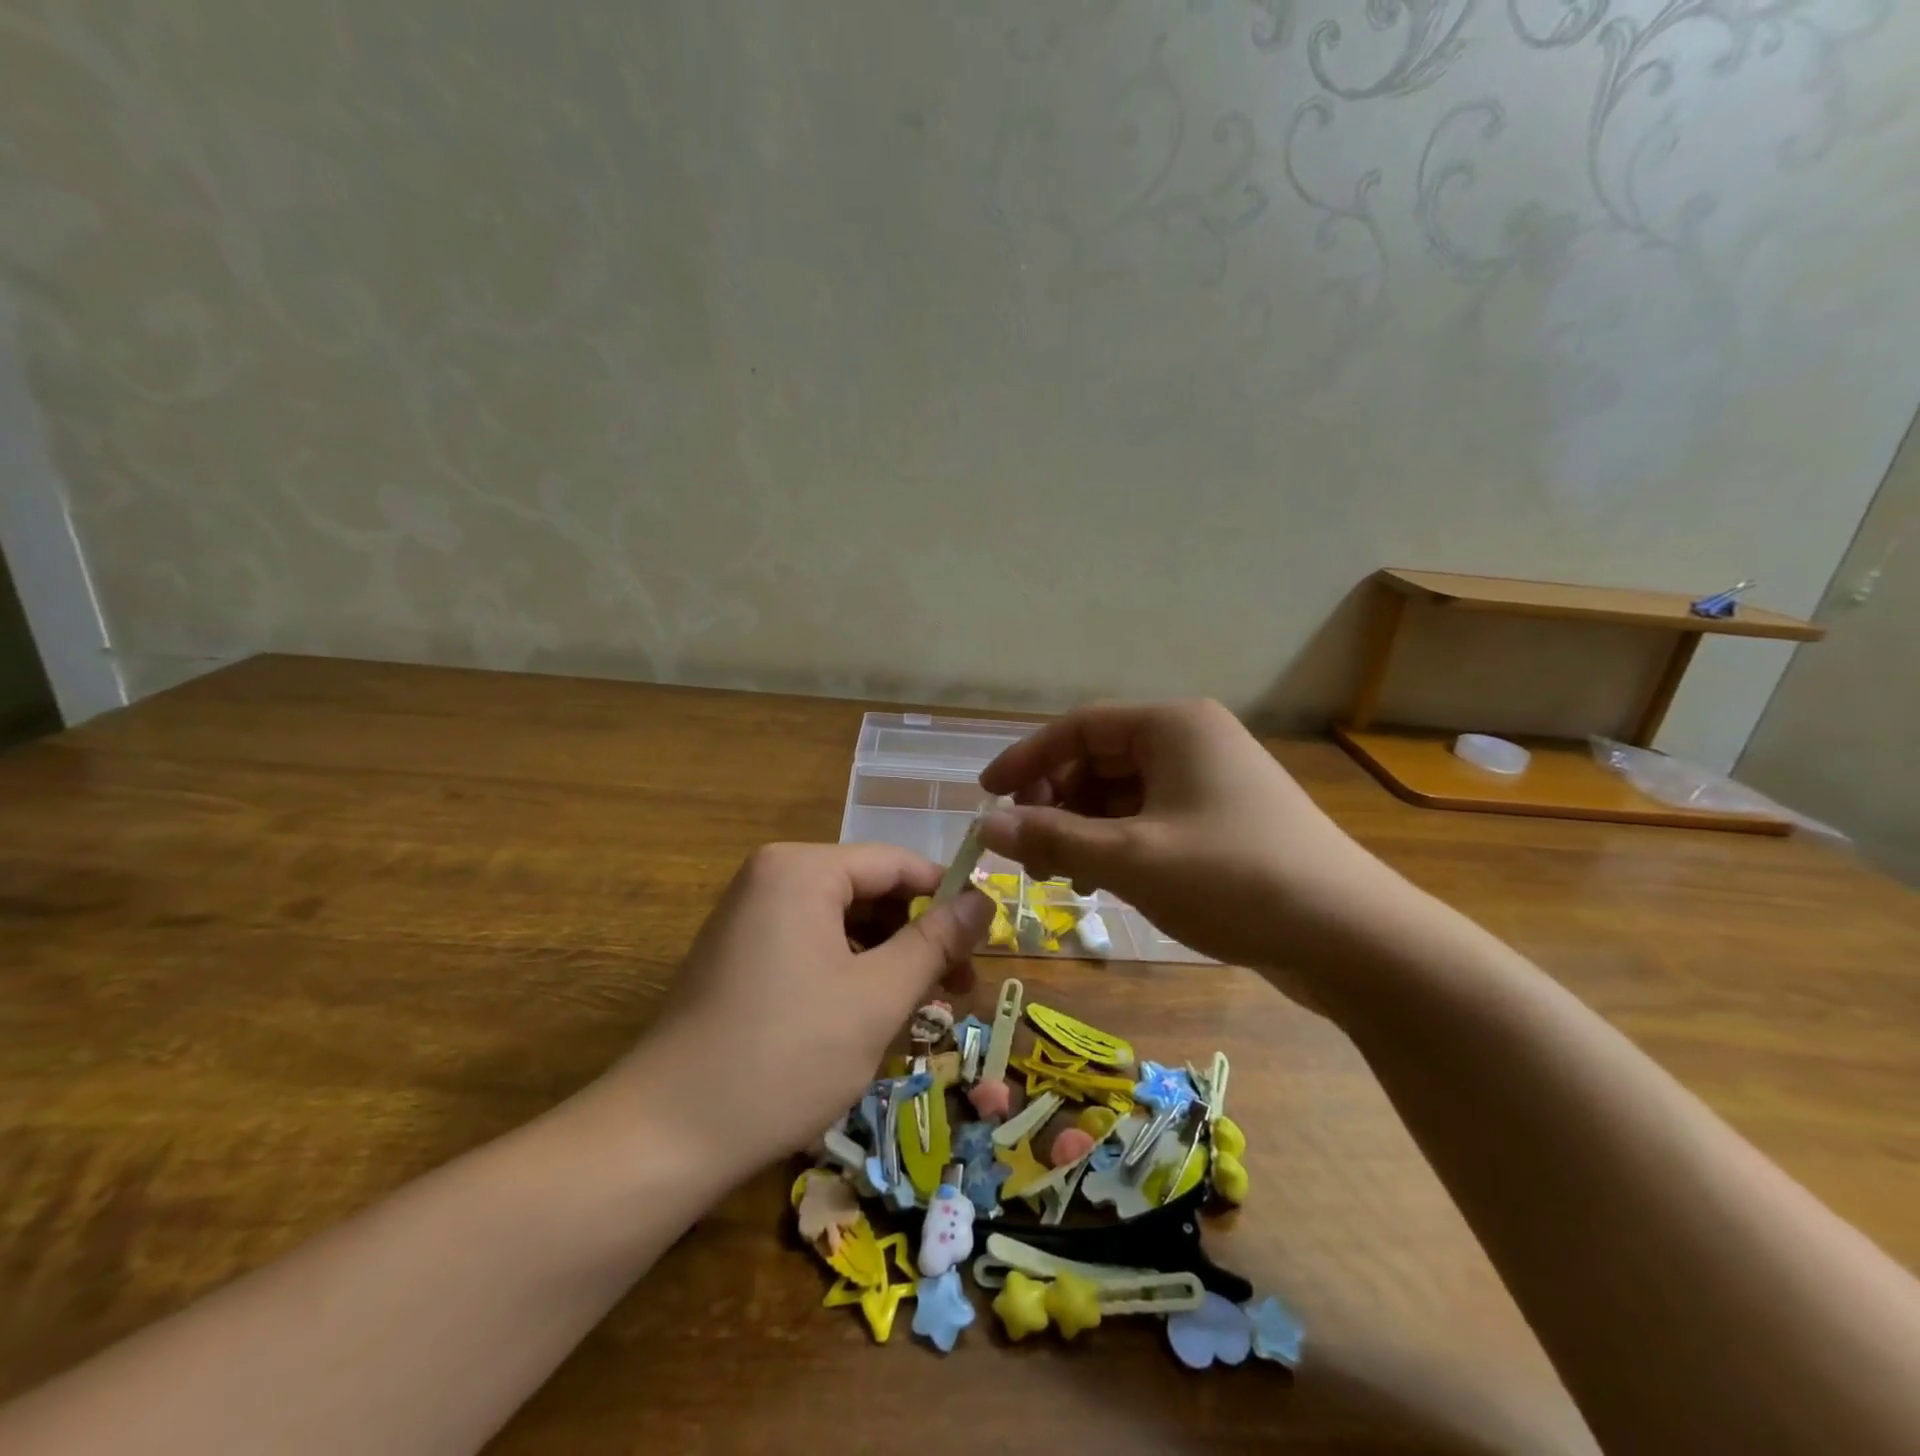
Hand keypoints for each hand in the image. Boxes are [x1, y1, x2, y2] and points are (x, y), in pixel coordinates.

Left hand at [634, 843, 994, 1175]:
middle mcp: (772, 877)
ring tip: (919, 1014)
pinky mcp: (740, 956)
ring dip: (887, 962)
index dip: (948, 898)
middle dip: (917, 938)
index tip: (987, 943)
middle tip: (956, 992)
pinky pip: (813, 947)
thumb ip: (936, 941)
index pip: (897, 864)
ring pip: (844, 925)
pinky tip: (868, 1021)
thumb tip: (985, 900)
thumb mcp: (878, 996)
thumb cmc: (786, 1055)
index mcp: (802, 869)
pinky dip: (849, 976)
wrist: (666, 1135)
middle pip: (870, 892)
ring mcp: (750, 917)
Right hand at [978, 699, 1407, 979]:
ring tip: (1062, 876)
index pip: (1079, 727)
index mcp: (1173, 725)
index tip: (986, 796)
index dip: (1027, 759)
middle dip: (1056, 802)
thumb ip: (1054, 838)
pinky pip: (1150, 818)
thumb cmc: (1234, 880)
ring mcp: (1210, 781)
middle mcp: (1191, 741)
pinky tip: (1101, 882)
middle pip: (1099, 759)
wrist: (1352, 938)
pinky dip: (1117, 843)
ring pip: (1122, 793)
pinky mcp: (1222, 820)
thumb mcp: (1131, 859)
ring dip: (1083, 828)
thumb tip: (987, 826)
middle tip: (1027, 850)